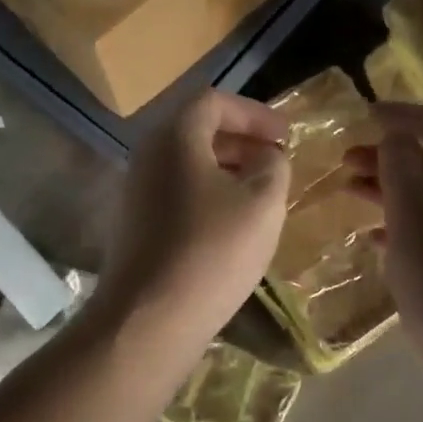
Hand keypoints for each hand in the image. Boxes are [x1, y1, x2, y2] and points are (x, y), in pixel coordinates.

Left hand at [91, 88, 290, 354]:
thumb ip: (273, 166)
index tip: (286, 136)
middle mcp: (148, 155)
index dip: (254, 113)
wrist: (148, 319)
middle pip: (197, 130)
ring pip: (187, 164)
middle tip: (276, 161)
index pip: (214, 102)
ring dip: (226, 169)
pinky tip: (231, 225)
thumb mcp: (262, 203)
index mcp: (175, 137)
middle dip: (242, 140)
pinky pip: (177, 192)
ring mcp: (136, 191)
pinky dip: (208, 194)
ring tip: (260, 194)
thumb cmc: (212, 251)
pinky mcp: (135, 225)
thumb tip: (266, 156)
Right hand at [344, 103, 422, 377]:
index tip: (364, 114)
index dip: (404, 114)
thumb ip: (402, 172)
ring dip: (396, 186)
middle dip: (392, 153)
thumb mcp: (413, 225)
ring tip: (352, 190)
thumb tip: (396, 135)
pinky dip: (408, 220)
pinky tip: (376, 235)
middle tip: (347, 158)